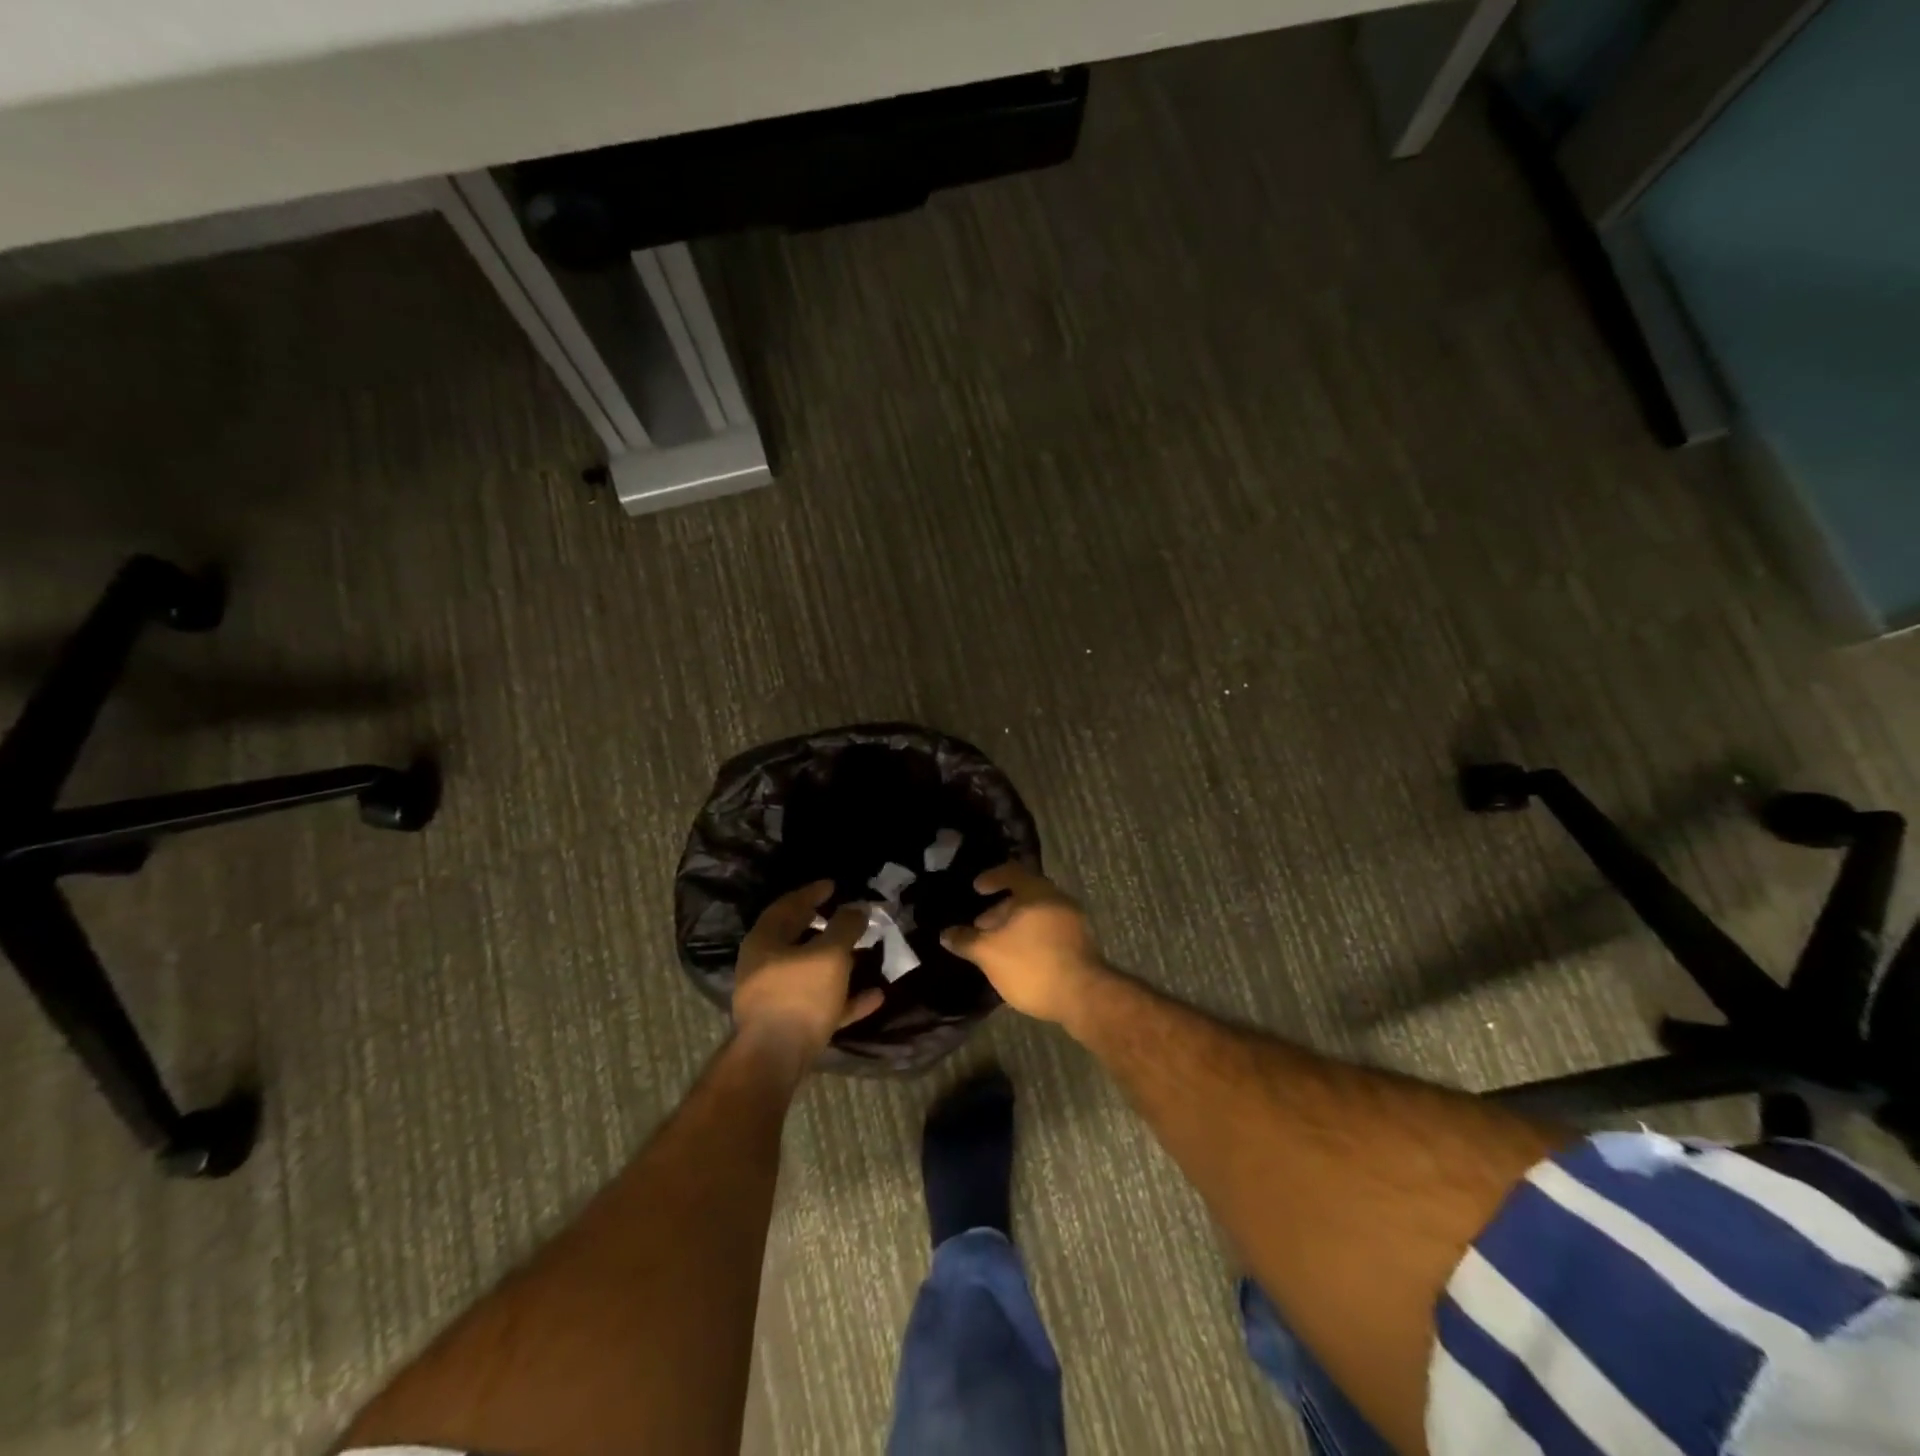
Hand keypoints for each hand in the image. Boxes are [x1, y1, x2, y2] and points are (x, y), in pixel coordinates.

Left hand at [733, 882, 884, 1059]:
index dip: (811, 893)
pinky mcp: (791, 1025)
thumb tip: (858, 907)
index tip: (833, 886)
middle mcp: (764, 966)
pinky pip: (822, 1003)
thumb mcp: (829, 953)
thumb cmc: (800, 994)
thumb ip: (846, 927)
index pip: (787, 906)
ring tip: (865, 952)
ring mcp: (776, 998)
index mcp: (765, 941)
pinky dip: (846, 997)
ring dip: (838, 962)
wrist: (776, 1059)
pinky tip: (875, 996)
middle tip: (847, 915)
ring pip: (810, 972)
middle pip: (797, 939)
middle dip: (824, 927)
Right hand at [941, 864, 1109, 1024]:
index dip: (991, 877)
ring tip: (996, 946)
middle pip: (1025, 894)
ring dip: (1015, 925)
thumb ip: (966, 940)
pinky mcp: (1080, 944)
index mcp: (1036, 892)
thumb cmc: (1031, 965)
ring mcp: (1072, 921)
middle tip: (980, 925)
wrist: (1083, 996)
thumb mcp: (989, 953)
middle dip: (1000, 908)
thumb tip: (946, 933)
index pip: (1012, 872)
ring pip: (1037, 914)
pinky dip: (1030, 936)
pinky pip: (1048, 930)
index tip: (977, 888)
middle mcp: (1057, 900)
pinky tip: (1018, 958)